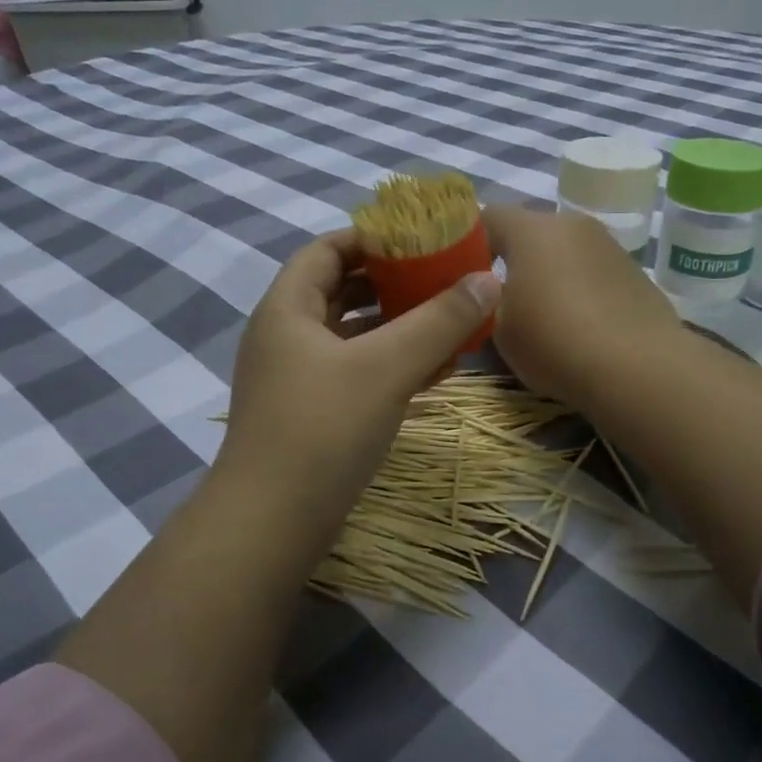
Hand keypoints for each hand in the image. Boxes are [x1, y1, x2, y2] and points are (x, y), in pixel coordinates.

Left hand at [217, 228, 501, 535]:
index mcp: (287, 309)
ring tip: (446, 324)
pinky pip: (354, 374)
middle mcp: (285, 337)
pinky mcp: (311, 415)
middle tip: (441, 280)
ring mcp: (295, 379)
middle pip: (340, 291)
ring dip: (396, 328)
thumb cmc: (323, 429)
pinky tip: (432, 373)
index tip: (419, 239)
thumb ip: (440, 321)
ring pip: (351, 337)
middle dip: (392, 284)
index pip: (327, 251)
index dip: (371, 238)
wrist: (273, 523)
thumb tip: (489, 278)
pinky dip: (390, 366)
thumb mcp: (387, 367)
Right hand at [483, 205, 683, 410]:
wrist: (639, 368)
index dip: (468, 242)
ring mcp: (608, 245)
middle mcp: (572, 224)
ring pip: (564, 252)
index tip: (460, 274)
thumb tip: (491, 294)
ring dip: (548, 274)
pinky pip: (592, 272)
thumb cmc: (555, 342)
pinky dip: (578, 289)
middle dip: (511, 259)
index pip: (487, 216)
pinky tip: (578, 325)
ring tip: (542, 316)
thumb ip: (487, 303)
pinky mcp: (634, 271)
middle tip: (498, 299)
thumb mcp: (500, 330)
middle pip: (530, 233)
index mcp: (532, 229)